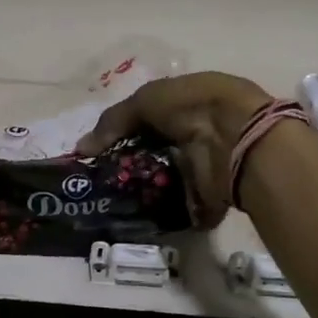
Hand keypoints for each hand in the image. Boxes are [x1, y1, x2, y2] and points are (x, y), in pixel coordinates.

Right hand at [75, 72, 271, 228]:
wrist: (237, 137)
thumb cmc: (192, 106)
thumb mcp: (145, 100)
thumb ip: (112, 122)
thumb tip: (81, 148)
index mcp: (187, 104)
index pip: (149, 120)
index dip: (125, 133)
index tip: (99, 152)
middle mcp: (196, 134)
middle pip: (155, 152)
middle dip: (131, 165)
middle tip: (102, 181)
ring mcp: (203, 167)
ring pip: (165, 182)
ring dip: (143, 191)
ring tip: (112, 202)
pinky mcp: (207, 196)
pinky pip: (179, 208)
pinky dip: (162, 215)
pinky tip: (135, 217)